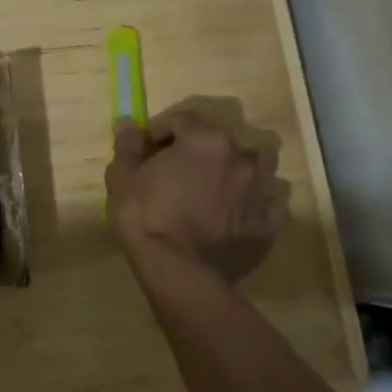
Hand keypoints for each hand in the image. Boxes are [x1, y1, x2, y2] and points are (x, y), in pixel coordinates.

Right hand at [104, 109, 287, 282]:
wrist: (178, 272)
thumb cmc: (145, 217)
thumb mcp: (122, 177)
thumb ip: (128, 145)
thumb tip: (128, 123)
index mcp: (205, 139)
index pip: (182, 119)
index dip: (160, 131)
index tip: (146, 150)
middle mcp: (239, 156)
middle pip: (221, 139)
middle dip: (199, 149)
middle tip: (177, 170)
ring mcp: (260, 190)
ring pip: (257, 166)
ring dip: (238, 169)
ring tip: (216, 187)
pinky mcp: (269, 224)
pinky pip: (269, 204)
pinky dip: (255, 204)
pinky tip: (237, 214)